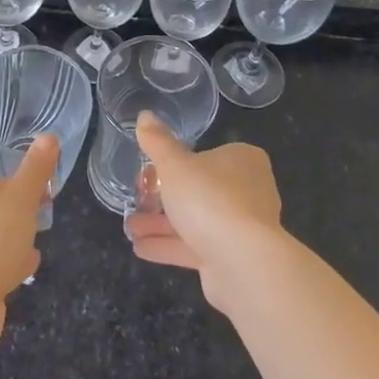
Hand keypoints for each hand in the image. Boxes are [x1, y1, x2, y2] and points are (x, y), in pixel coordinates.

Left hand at [0, 135, 54, 351]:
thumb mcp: (20, 199)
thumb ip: (36, 170)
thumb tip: (49, 136)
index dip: (24, 191)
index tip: (45, 201)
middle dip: (18, 221)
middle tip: (40, 228)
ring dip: (12, 246)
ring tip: (31, 254)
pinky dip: (4, 269)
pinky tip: (20, 276)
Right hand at [128, 112, 284, 314]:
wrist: (243, 263)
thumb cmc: (210, 199)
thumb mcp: (175, 164)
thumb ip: (158, 142)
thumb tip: (144, 115)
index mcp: (243, 161)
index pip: (208, 155)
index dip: (178, 163)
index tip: (151, 171)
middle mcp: (248, 192)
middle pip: (200, 190)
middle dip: (165, 198)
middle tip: (137, 198)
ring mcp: (242, 228)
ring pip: (196, 221)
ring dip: (162, 224)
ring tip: (130, 226)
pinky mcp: (232, 258)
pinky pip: (195, 247)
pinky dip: (169, 246)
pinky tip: (140, 247)